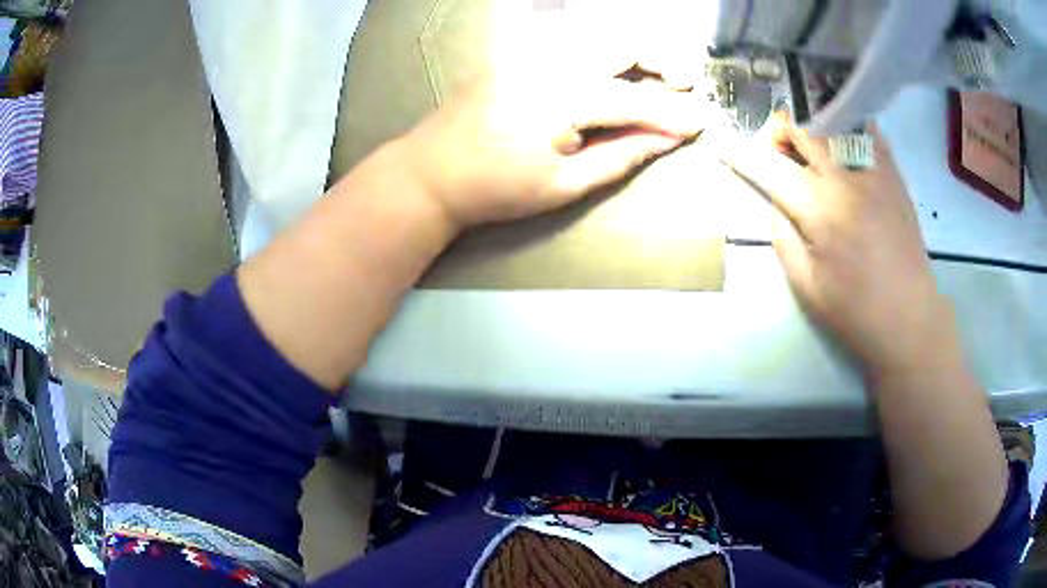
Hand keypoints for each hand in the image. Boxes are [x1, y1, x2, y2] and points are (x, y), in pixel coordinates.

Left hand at [395, 61, 708, 229]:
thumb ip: (621, 156)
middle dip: (662, 60)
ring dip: (633, 49)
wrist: (430, 173)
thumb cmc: (495, 189)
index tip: (702, 123)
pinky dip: (601, 46)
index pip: (636, 99)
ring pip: (598, 32)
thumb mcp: (564, 184)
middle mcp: (549, 59)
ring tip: (654, 75)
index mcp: (563, 97)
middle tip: (683, 84)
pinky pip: (570, 36)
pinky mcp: (515, 50)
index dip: (674, 113)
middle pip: (622, 41)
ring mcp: (528, 49)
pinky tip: (610, 67)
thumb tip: (667, 139)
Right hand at [723, 113, 949, 376]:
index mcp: (822, 211)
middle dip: (779, 128)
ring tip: (812, 147)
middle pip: (803, 124)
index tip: (717, 138)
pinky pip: (866, 129)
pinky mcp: (893, 173)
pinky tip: (843, 147)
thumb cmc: (856, 311)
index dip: (739, 151)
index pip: (770, 167)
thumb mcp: (806, 286)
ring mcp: (874, 170)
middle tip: (779, 151)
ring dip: (813, 123)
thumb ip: (783, 236)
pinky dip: (846, 127)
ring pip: (835, 116)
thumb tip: (775, 200)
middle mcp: (847, 179)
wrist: (910, 318)